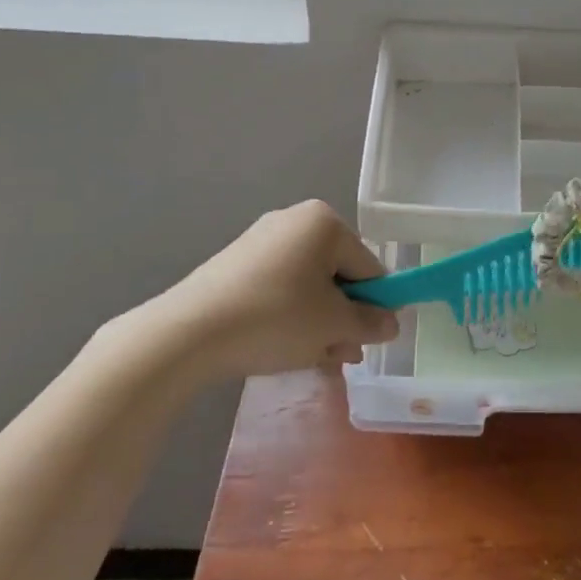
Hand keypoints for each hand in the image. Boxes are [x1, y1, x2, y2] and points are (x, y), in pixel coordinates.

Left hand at [136, 201, 397, 381]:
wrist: (188, 334)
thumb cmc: (276, 318)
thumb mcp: (334, 326)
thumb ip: (371, 322)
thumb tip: (392, 323)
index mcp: (325, 222)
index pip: (369, 266)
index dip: (374, 306)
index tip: (367, 341)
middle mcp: (294, 220)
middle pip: (337, 275)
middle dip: (343, 318)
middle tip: (341, 355)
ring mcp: (260, 241)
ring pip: (307, 286)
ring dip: (318, 322)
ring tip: (312, 358)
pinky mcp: (234, 264)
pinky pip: (278, 289)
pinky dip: (288, 316)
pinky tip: (281, 348)